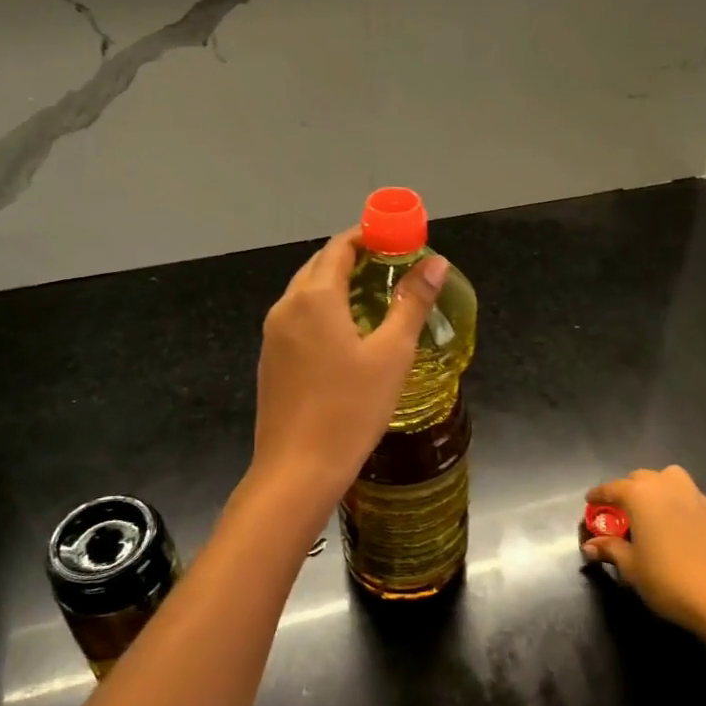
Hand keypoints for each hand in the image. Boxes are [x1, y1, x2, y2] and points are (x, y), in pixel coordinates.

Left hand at [251, 228, 447, 506]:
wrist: (297, 470)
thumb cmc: (350, 409)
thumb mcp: (392, 354)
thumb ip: (412, 302)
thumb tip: (435, 262)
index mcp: (315, 297)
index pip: (340, 246)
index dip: (370, 236)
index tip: (399, 240)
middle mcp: (286, 307)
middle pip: (320, 265)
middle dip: (354, 258)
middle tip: (392, 268)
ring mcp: (272, 335)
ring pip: (306, 292)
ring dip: (338, 285)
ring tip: (375, 298)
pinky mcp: (270, 360)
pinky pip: (298, 319)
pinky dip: (323, 311)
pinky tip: (346, 335)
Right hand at [582, 466, 705, 643]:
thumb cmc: (669, 580)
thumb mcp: (632, 568)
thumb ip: (611, 549)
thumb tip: (591, 545)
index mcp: (641, 495)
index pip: (612, 488)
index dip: (598, 495)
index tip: (589, 502)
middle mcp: (668, 487)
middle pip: (642, 478)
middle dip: (628, 489)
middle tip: (620, 511)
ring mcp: (697, 497)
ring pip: (671, 480)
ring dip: (657, 489)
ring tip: (651, 512)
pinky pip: (691, 500)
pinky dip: (679, 506)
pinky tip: (678, 529)